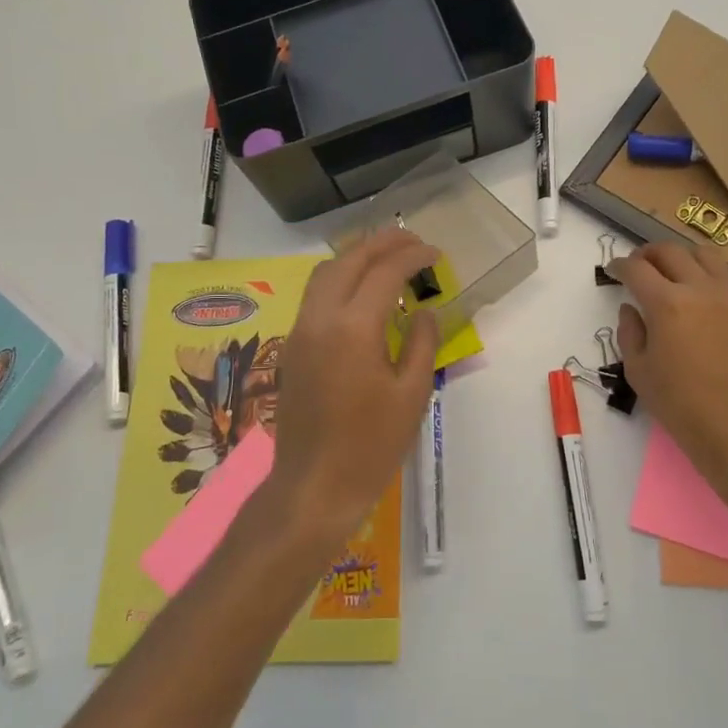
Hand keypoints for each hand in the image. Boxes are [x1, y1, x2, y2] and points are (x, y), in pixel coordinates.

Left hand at [261, 230, 440, 552]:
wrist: (313, 487)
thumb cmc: (371, 446)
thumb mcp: (412, 394)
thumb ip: (422, 343)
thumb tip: (425, 311)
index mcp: (353, 328)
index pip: (384, 272)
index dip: (412, 256)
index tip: (435, 253)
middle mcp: (320, 318)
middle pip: (349, 260)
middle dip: (382, 243)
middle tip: (413, 240)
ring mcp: (300, 331)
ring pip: (325, 272)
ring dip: (357, 256)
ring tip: (388, 258)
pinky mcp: (292, 346)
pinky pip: (315, 294)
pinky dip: (340, 278)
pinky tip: (363, 292)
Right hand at [609, 242, 727, 511]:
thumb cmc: (681, 406)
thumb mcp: (638, 371)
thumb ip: (630, 332)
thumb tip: (632, 308)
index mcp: (667, 303)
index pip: (637, 268)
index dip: (620, 265)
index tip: (613, 270)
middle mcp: (702, 290)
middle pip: (671, 252)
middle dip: (649, 254)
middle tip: (640, 265)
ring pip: (707, 257)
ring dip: (684, 259)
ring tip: (675, 274)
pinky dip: (711, 285)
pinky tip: (707, 308)